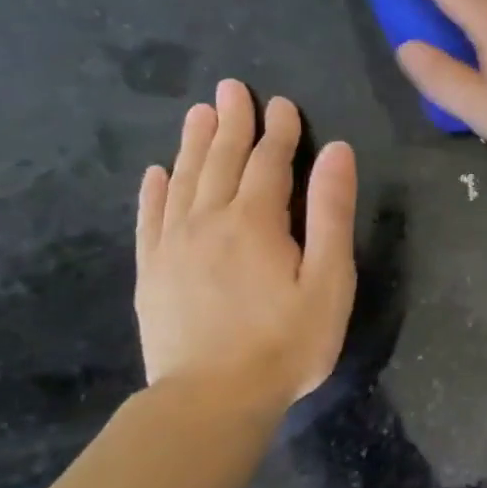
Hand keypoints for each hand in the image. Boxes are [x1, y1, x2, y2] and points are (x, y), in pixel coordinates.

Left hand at [135, 79, 356, 412]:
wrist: (212, 399)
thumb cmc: (287, 341)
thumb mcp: (329, 279)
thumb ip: (331, 213)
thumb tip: (336, 153)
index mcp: (256, 221)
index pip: (269, 162)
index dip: (279, 131)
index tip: (283, 103)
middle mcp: (208, 221)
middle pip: (222, 160)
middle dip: (232, 122)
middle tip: (231, 88)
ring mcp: (172, 246)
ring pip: (183, 180)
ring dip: (194, 143)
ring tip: (199, 113)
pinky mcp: (152, 272)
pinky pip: (150, 218)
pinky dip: (155, 190)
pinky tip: (157, 172)